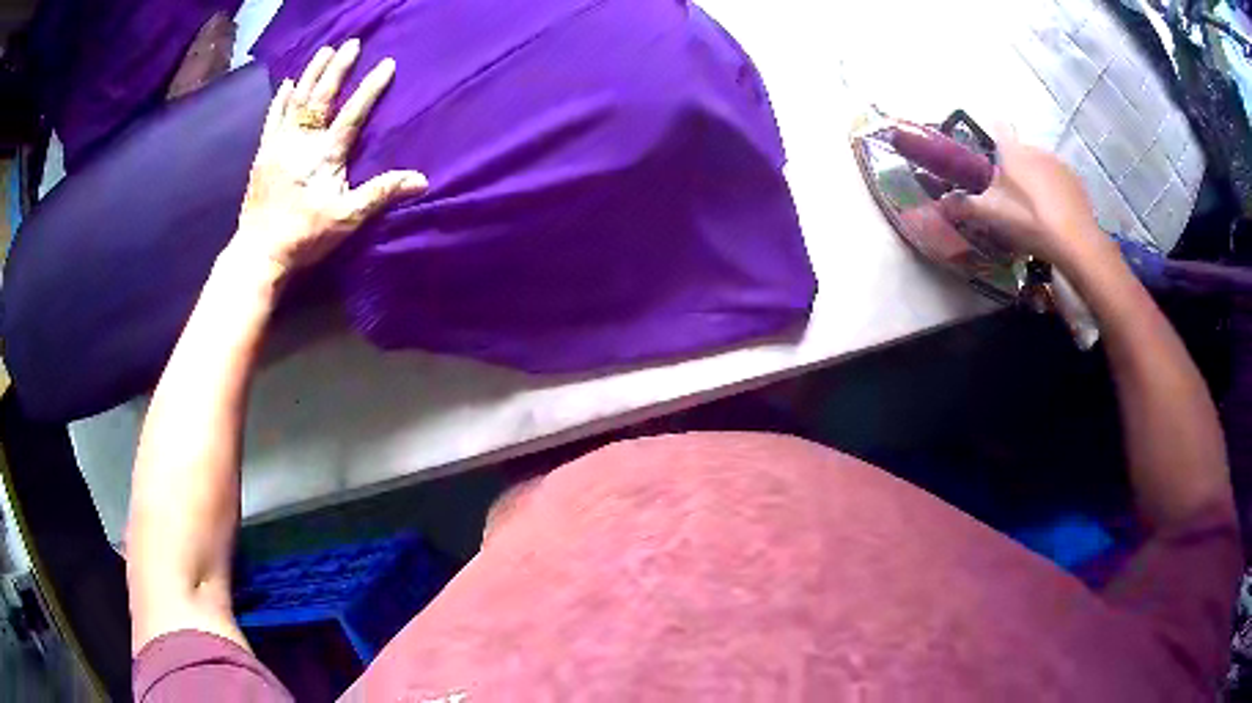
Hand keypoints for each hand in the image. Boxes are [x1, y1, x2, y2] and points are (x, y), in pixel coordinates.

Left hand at [232, 39, 426, 276]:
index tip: (387, 64)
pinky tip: (287, 83)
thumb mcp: (347, 219)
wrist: (259, 253)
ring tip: (325, 51)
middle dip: (338, 68)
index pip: (352, 113)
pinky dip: (280, 98)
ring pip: (296, 100)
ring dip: (311, 73)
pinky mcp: (263, 154)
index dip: (371, 88)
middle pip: (321, 96)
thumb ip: (381, 193)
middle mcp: (301, 141)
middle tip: (352, 44)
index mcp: (324, 155)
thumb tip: (421, 180)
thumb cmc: (305, 237)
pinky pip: (273, 118)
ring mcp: (279, 145)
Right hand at [939, 136, 1108, 268]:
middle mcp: (1035, 149)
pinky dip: (1054, 192)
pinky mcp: (1076, 182)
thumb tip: (940, 202)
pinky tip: (1053, 215)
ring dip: (1035, 180)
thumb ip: (964, 205)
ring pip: (1040, 166)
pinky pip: (1058, 181)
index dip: (992, 130)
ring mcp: (1059, 164)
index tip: (990, 146)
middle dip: (1014, 167)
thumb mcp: (991, 215)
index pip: (999, 126)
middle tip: (1010, 196)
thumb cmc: (1030, 221)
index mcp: (1013, 151)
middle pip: (1020, 151)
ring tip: (1034, 209)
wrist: (1076, 243)